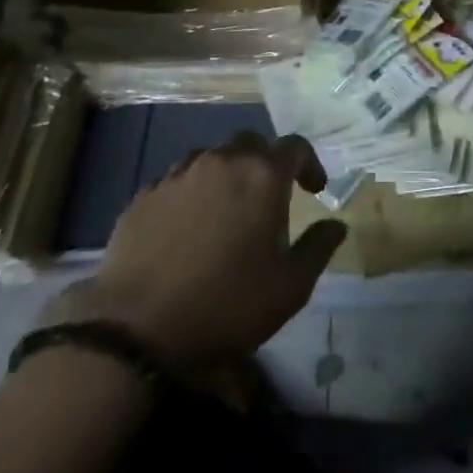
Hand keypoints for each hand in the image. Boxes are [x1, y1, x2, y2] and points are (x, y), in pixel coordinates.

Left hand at [44, 133, 347, 373]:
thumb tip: (336, 224)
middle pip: (251, 143)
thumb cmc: (226, 305)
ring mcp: (178, 175)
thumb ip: (318, 248)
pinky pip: (177, 180)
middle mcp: (221, 162)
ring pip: (211, 157)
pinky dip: (191, 193)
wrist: (135, 328)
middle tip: (270, 197)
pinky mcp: (145, 195)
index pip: (295, 146)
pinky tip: (187, 227)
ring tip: (227, 210)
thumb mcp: (290, 287)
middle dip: (266, 163)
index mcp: (262, 176)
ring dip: (227, 175)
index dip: (309, 163)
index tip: (313, 189)